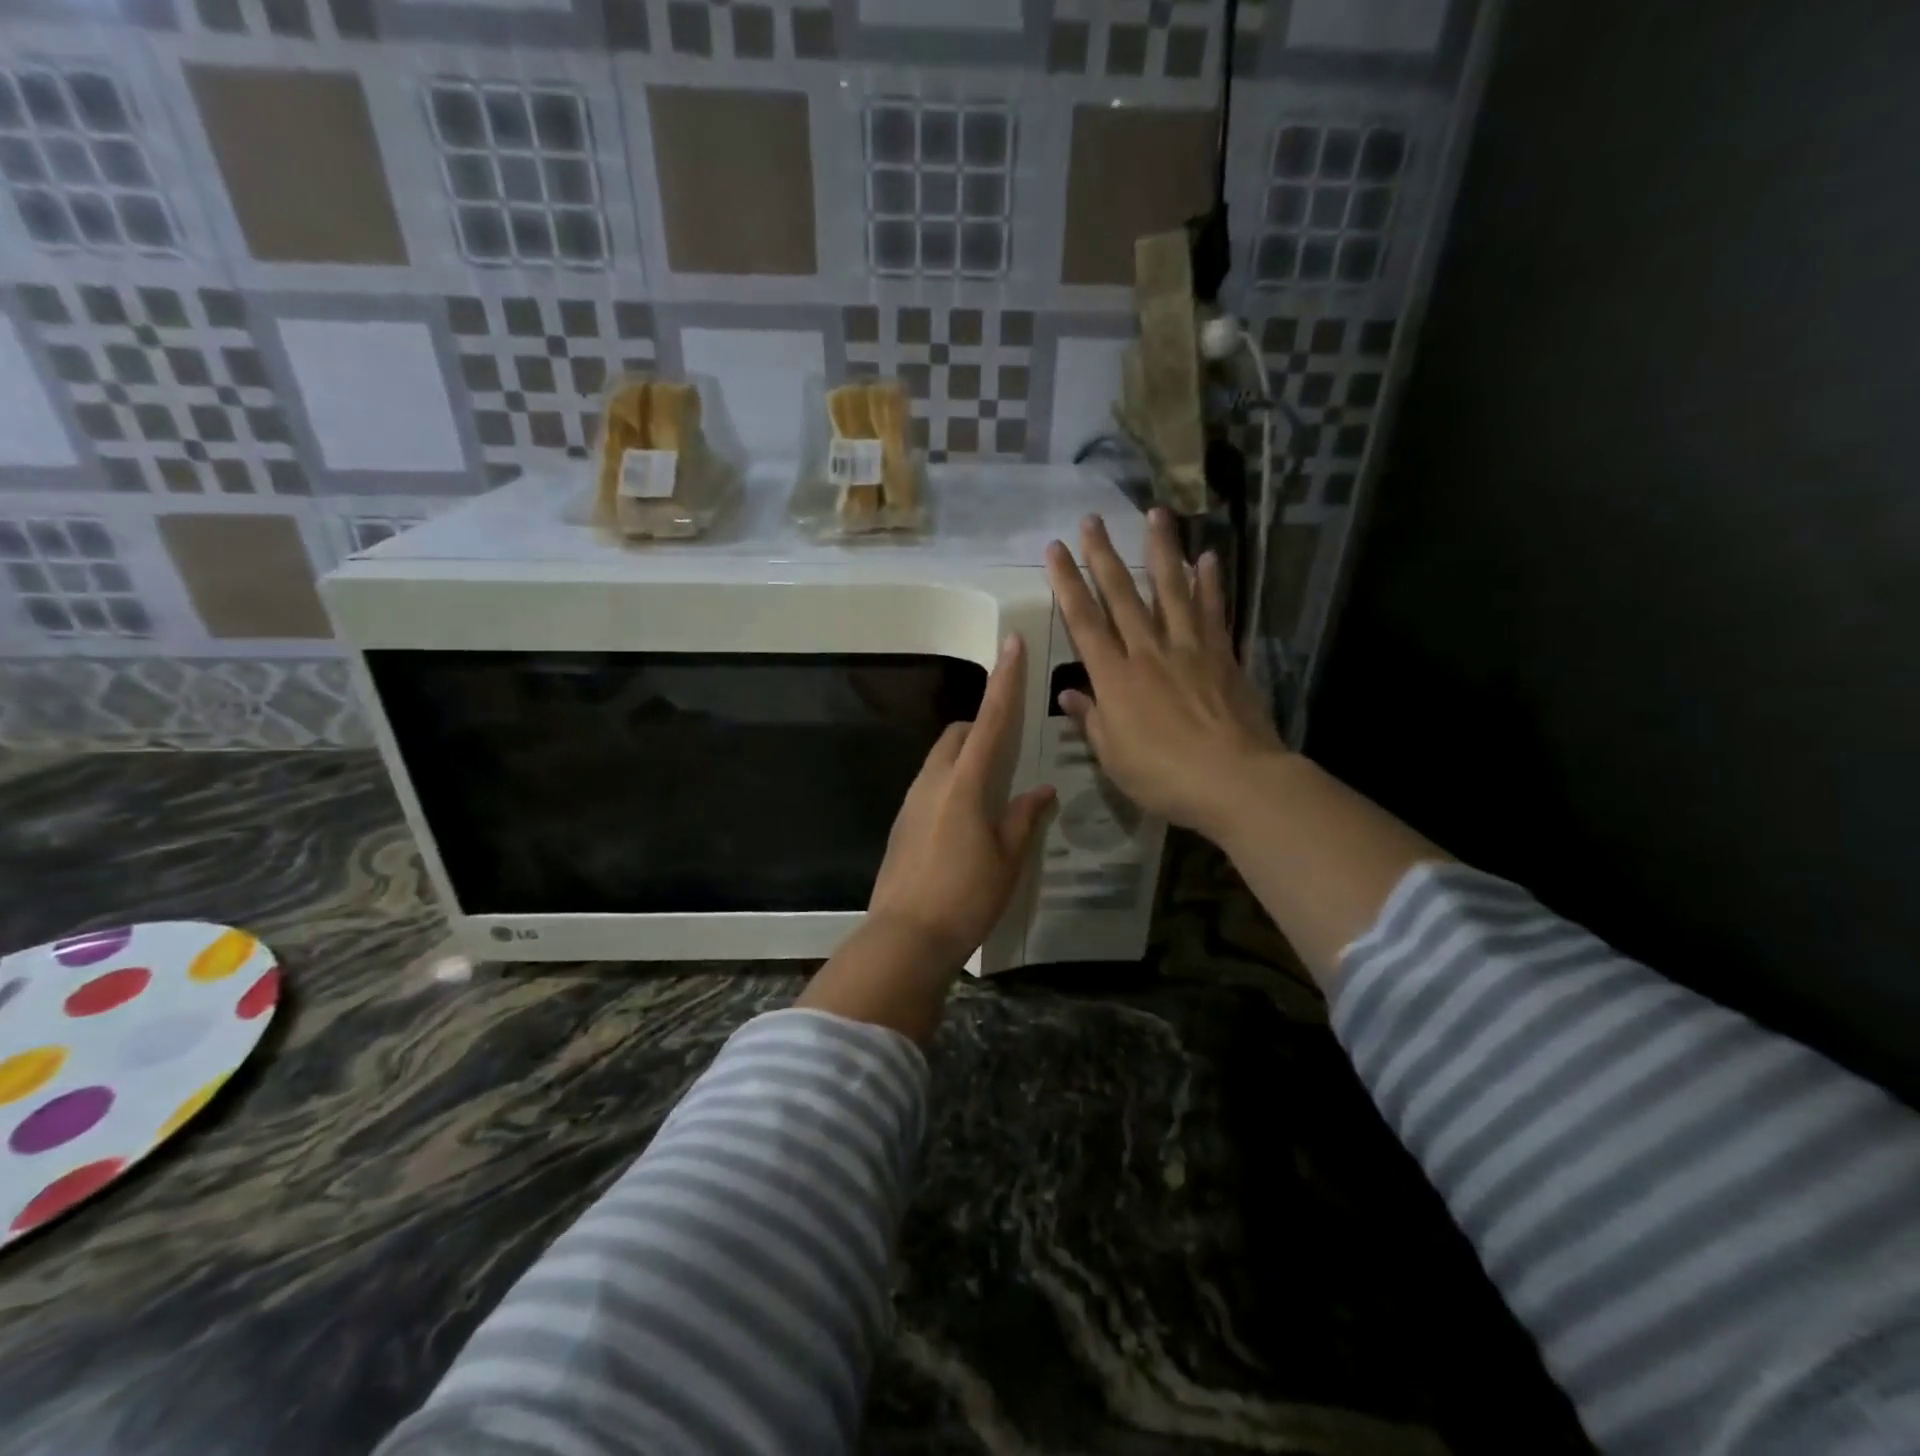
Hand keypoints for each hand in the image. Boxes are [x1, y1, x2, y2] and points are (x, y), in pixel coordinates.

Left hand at [865, 634, 1055, 964]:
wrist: (905, 938)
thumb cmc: (965, 897)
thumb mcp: (1008, 860)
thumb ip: (1024, 818)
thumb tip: (1040, 790)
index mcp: (965, 783)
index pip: (989, 720)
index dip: (1004, 681)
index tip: (1010, 644)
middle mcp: (933, 781)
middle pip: (958, 735)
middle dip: (982, 727)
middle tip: (1010, 751)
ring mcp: (912, 801)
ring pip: (941, 759)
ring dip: (965, 758)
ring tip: (992, 789)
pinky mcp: (902, 823)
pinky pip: (930, 785)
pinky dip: (951, 783)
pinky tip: (967, 820)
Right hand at [1044, 509, 1283, 836]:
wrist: (1235, 781)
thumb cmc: (1163, 777)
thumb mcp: (1113, 756)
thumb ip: (1091, 719)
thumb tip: (1068, 693)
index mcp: (1115, 678)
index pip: (1084, 622)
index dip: (1066, 584)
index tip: (1054, 550)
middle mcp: (1148, 652)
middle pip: (1122, 596)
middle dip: (1103, 556)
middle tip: (1092, 519)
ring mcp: (1189, 649)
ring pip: (1170, 591)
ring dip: (1160, 551)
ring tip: (1155, 513)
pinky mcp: (1222, 656)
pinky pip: (1213, 612)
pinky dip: (1209, 584)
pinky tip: (1208, 557)